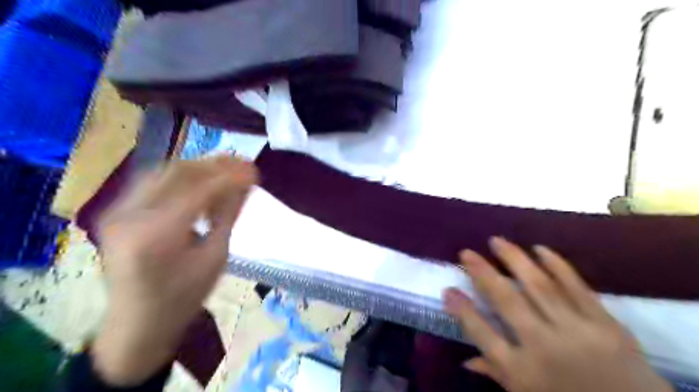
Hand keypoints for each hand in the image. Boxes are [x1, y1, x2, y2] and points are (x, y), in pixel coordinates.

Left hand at [91, 156, 257, 384]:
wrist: (138, 323)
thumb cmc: (184, 297)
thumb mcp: (216, 258)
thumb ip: (228, 215)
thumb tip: (245, 185)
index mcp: (157, 235)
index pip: (200, 190)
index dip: (231, 176)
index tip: (255, 170)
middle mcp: (131, 216)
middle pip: (179, 172)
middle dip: (215, 165)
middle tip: (243, 164)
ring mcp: (118, 211)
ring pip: (164, 171)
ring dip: (199, 168)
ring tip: (225, 172)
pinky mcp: (116, 211)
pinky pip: (153, 181)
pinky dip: (181, 178)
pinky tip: (200, 184)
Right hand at [442, 238, 670, 391]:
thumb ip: (496, 373)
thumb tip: (465, 360)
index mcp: (522, 372)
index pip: (482, 334)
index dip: (463, 310)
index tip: (448, 289)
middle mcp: (544, 347)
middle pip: (506, 301)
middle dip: (482, 273)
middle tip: (466, 252)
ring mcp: (577, 332)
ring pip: (539, 286)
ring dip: (514, 259)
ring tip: (497, 240)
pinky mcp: (606, 323)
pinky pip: (577, 287)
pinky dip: (557, 265)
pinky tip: (540, 249)